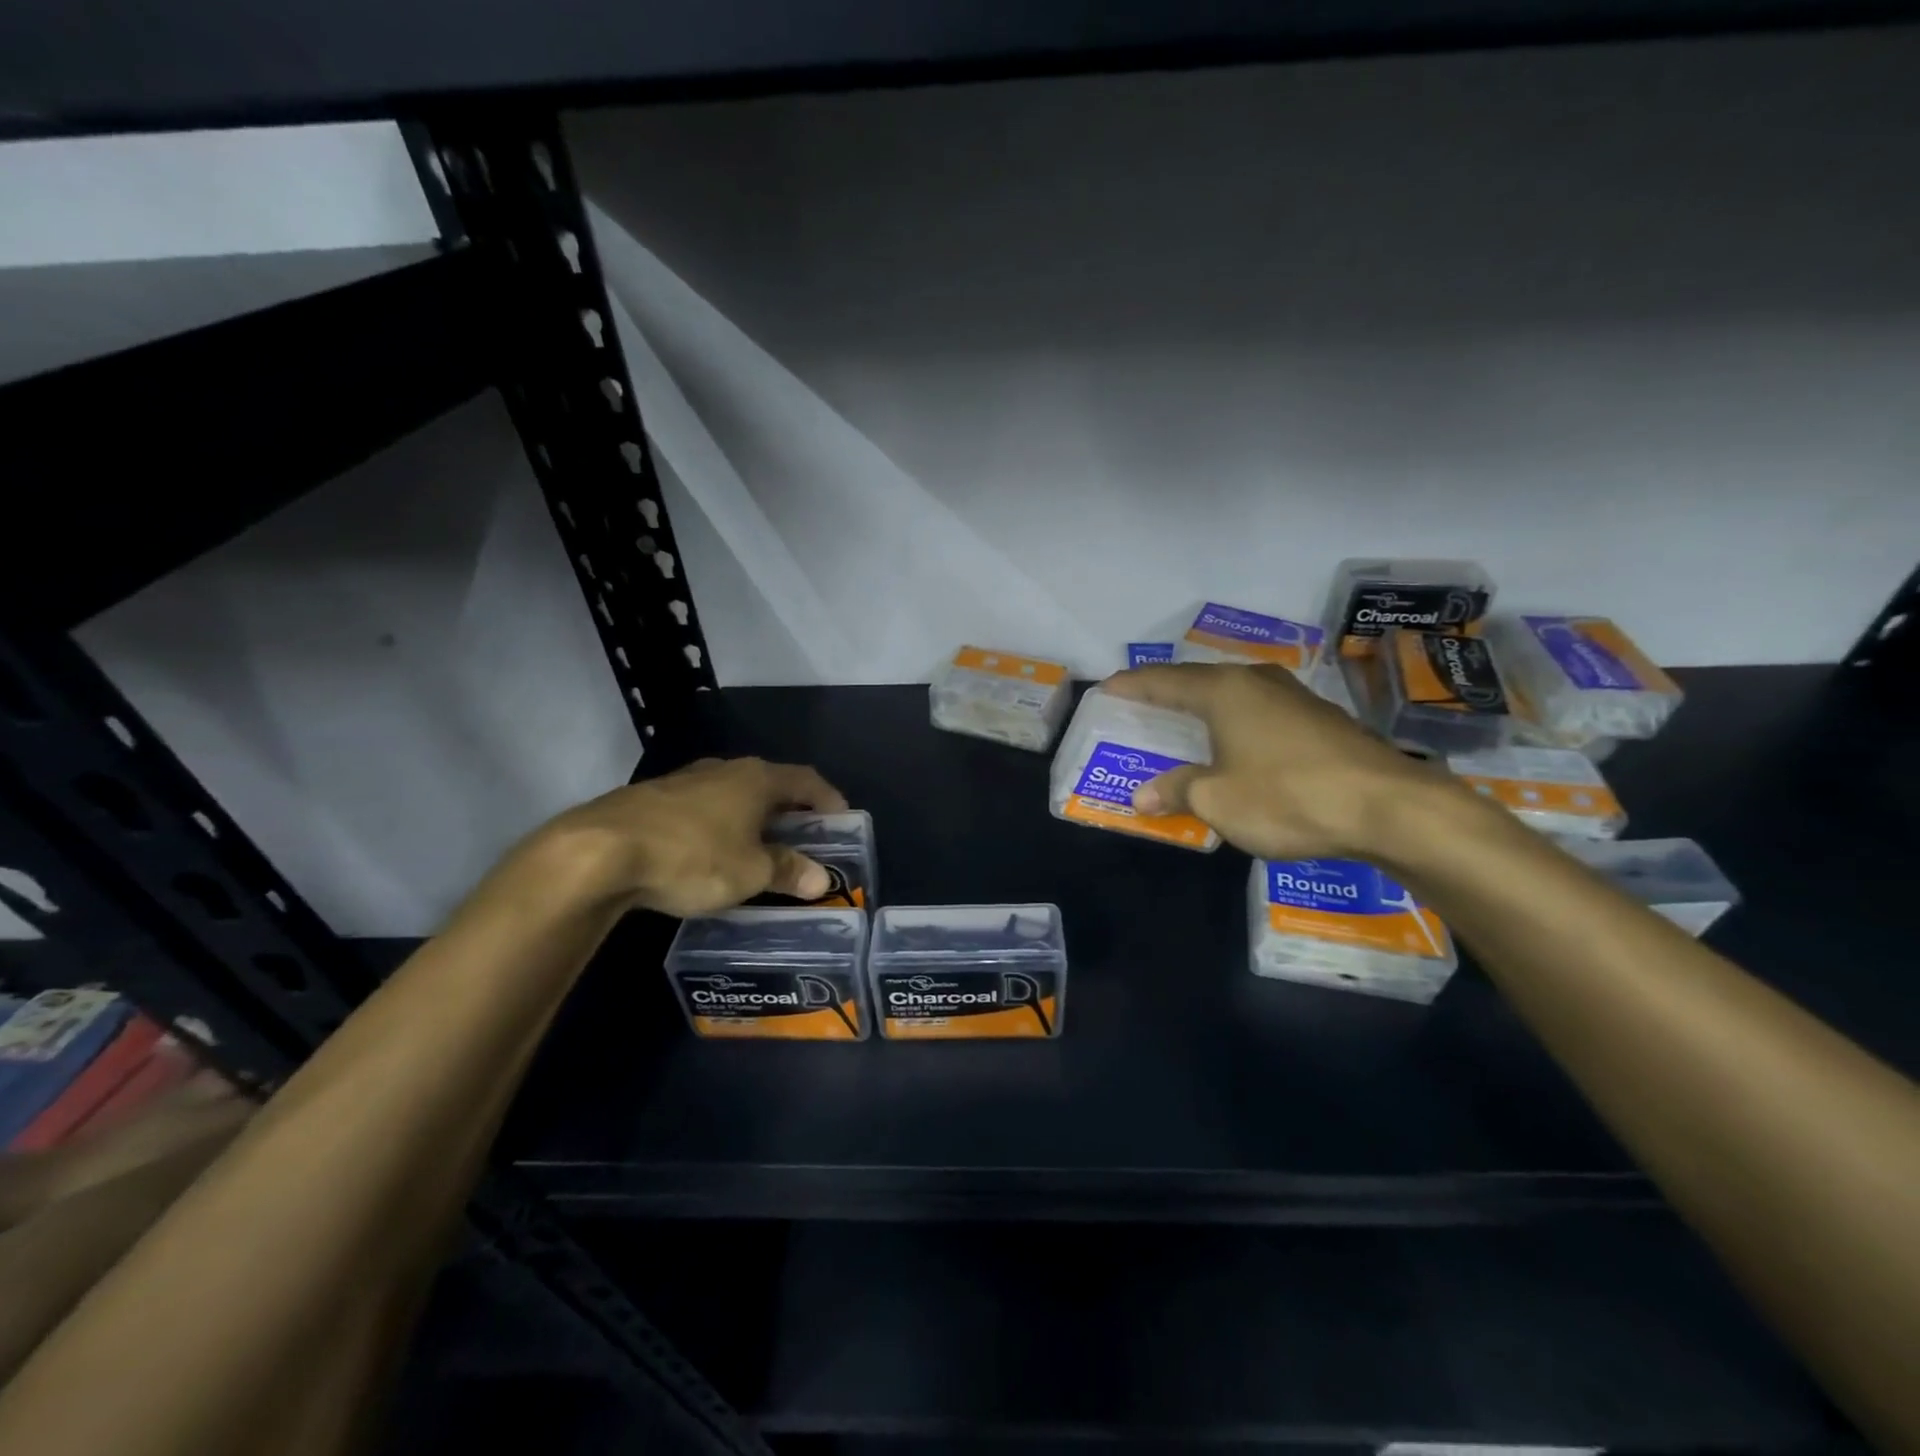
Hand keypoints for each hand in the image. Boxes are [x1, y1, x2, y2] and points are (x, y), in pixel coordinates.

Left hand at [535, 757, 848, 917]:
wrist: (600, 851)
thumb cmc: (692, 857)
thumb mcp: (749, 872)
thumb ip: (788, 871)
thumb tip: (823, 879)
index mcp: (757, 779)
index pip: (806, 780)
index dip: (827, 798)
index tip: (841, 817)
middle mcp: (724, 769)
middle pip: (769, 782)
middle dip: (789, 807)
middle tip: (803, 833)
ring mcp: (685, 780)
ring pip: (732, 792)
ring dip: (751, 814)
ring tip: (758, 842)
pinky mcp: (652, 797)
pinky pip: (702, 806)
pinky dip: (719, 823)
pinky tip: (710, 848)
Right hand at [1102, 663, 1450, 860]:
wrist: (1390, 808)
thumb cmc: (1288, 796)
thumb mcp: (1218, 801)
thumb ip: (1177, 791)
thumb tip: (1142, 796)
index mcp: (1225, 691)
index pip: (1164, 681)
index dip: (1132, 685)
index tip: (1107, 689)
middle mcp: (1257, 683)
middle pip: (1200, 680)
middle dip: (1168, 691)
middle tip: (1142, 703)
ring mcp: (1294, 699)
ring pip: (1235, 694)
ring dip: (1206, 706)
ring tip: (1185, 719)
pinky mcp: (1321, 721)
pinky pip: (1260, 712)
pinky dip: (1236, 722)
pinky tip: (1238, 741)